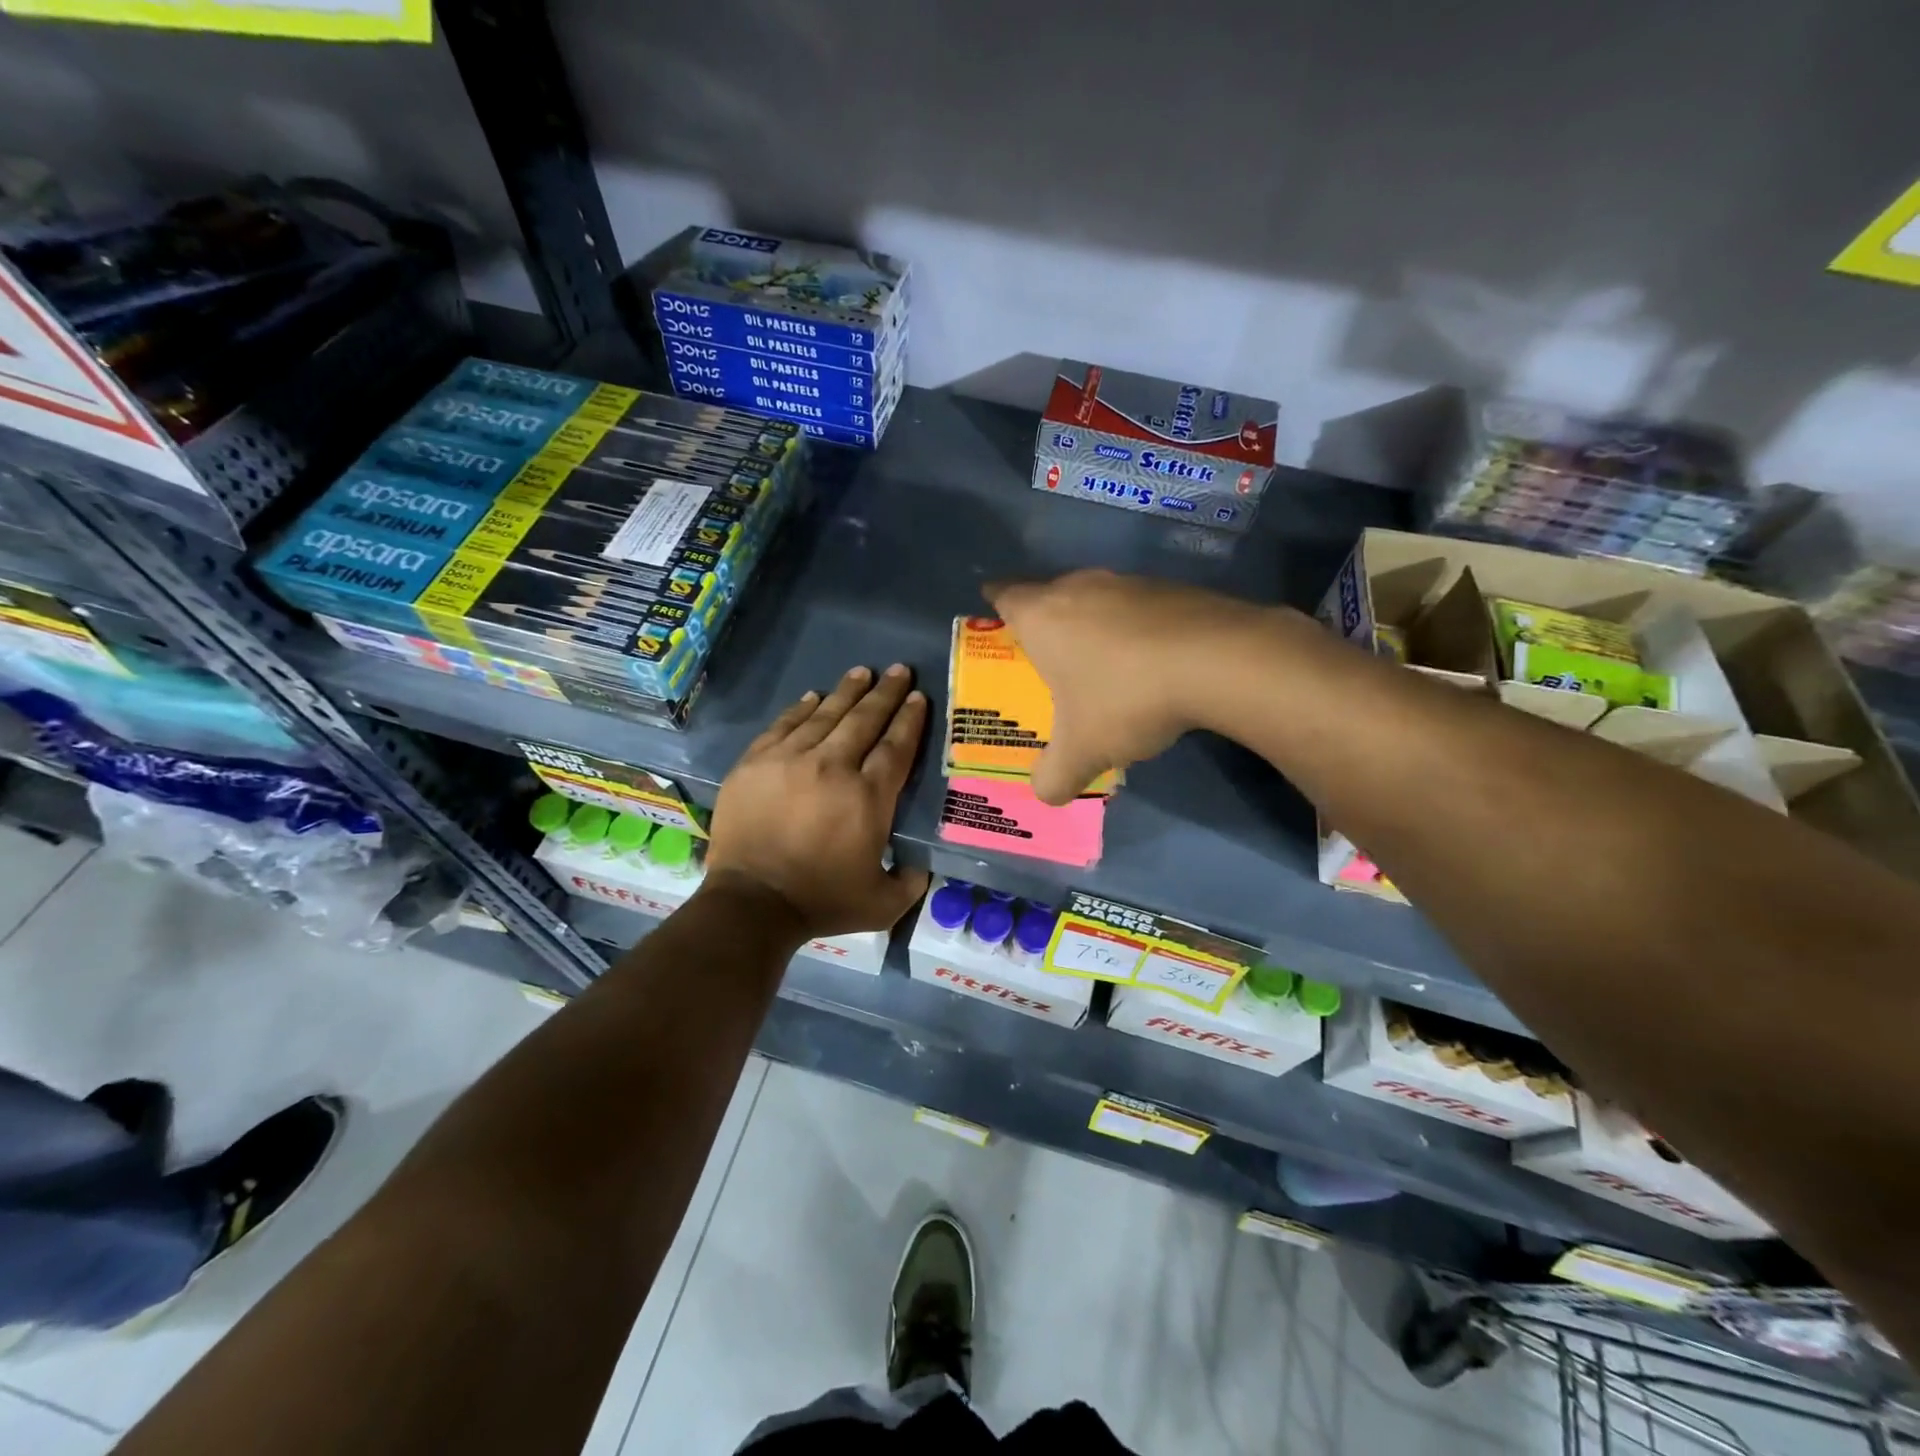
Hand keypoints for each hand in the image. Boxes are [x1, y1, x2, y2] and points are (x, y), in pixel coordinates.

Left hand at [704, 664, 931, 940]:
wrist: (751, 903)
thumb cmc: (821, 901)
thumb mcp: (882, 903)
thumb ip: (911, 881)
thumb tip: (923, 865)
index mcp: (868, 797)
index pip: (895, 746)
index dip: (909, 719)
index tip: (917, 696)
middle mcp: (833, 767)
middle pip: (864, 720)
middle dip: (884, 692)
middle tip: (897, 669)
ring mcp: (790, 760)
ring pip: (825, 715)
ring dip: (847, 691)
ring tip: (861, 672)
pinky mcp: (756, 763)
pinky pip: (784, 725)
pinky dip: (801, 708)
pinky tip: (813, 696)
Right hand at [985, 570, 1271, 804]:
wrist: (1217, 660)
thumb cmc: (1125, 698)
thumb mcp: (1082, 752)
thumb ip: (1054, 777)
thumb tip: (1045, 794)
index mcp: (1043, 615)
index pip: (1005, 595)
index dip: (995, 602)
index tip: (995, 613)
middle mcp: (1080, 587)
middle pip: (1050, 593)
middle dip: (1045, 619)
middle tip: (1047, 654)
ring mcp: (1129, 582)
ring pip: (1096, 597)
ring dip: (1093, 622)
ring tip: (1102, 661)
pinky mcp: (1172, 587)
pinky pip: (1139, 606)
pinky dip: (1135, 627)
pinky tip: (1151, 660)